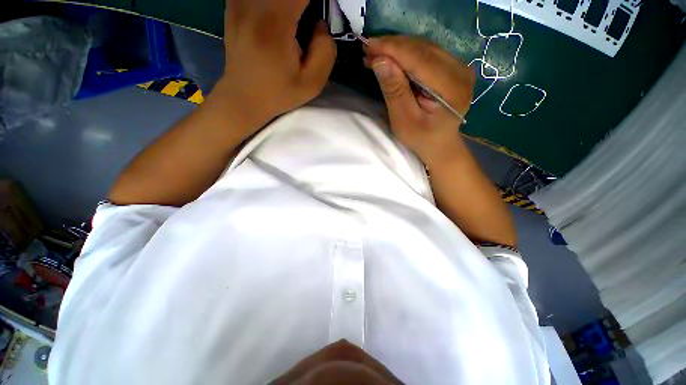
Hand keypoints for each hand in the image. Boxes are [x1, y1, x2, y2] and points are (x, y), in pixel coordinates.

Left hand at [217, 0, 336, 131]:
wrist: (243, 97)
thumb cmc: (279, 93)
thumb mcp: (312, 84)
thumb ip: (325, 51)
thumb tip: (320, 24)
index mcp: (275, 24)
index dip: (314, 0)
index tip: (322, 11)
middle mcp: (252, 4)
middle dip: (301, 1)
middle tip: (309, 16)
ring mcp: (238, 2)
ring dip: (288, 3)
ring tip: (296, 18)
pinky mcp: (233, 5)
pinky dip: (274, 4)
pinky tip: (279, 15)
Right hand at [363, 36, 474, 167]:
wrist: (440, 146)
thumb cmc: (421, 139)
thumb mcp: (403, 121)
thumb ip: (394, 91)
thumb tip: (380, 61)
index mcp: (451, 88)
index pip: (419, 59)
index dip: (392, 50)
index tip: (368, 45)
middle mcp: (460, 71)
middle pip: (423, 49)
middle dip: (393, 47)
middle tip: (368, 49)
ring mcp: (459, 67)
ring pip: (424, 48)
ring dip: (398, 49)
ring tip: (376, 54)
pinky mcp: (453, 68)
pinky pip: (427, 54)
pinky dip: (407, 54)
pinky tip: (392, 58)